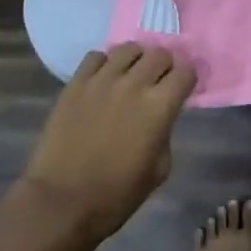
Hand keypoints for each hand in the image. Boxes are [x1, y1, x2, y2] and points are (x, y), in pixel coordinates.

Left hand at [19, 43, 195, 245]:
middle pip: (159, 53)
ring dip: (136, 59)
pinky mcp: (75, 83)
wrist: (62, 202)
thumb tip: (160, 116)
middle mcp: (133, 84)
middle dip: (165, 65)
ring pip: (128, 48)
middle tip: (159, 82)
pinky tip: (103, 79)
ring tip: (131, 75)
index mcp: (159, 106)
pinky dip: (105, 63)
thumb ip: (165, 131)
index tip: (183, 89)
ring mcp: (101, 80)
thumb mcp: (159, 169)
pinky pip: (95, 56)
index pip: (186, 71)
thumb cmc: (117, 194)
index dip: (188, 79)